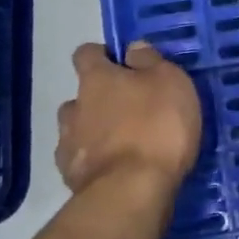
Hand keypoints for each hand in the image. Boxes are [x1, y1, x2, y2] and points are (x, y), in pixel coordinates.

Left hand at [56, 41, 201, 199]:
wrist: (132, 190)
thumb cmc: (157, 126)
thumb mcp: (170, 82)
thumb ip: (150, 61)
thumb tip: (132, 48)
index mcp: (97, 79)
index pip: (86, 54)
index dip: (101, 56)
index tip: (120, 64)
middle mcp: (75, 106)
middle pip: (80, 96)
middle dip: (99, 100)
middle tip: (128, 111)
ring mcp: (68, 144)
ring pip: (76, 129)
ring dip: (93, 132)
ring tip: (121, 144)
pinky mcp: (71, 177)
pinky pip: (80, 161)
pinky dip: (94, 162)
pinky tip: (115, 170)